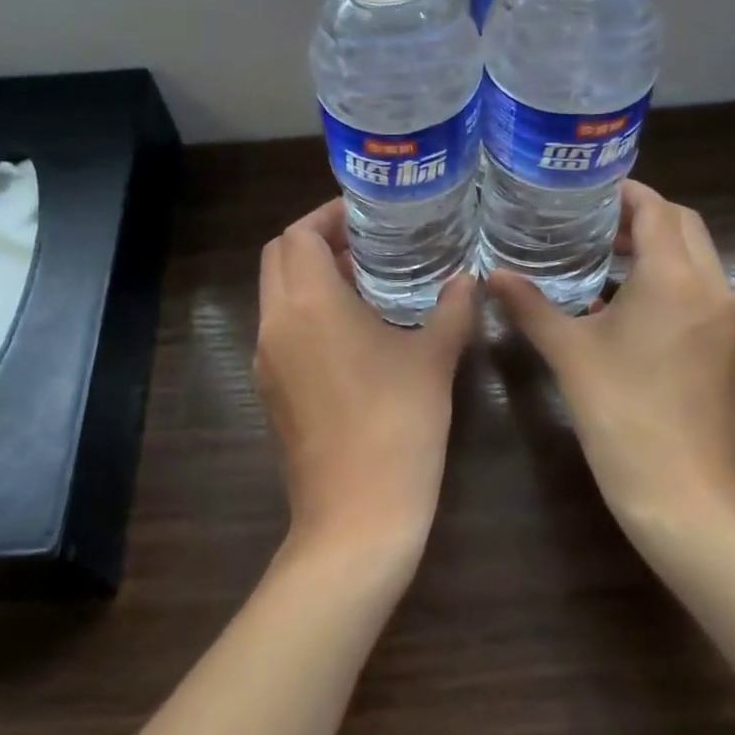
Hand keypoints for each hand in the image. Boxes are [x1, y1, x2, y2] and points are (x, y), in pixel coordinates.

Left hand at [255, 200, 476, 560]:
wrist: (355, 519)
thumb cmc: (397, 426)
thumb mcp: (434, 360)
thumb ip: (452, 309)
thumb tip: (469, 278)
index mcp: (309, 304)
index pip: (299, 234)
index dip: (328, 215)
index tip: (365, 215)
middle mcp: (276, 323)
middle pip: (278, 256)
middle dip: (315, 239)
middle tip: (364, 241)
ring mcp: (266, 359)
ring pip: (275, 292)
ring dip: (309, 275)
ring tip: (364, 280)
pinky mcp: (268, 390)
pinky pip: (280, 328)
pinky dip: (305, 310)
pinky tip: (351, 330)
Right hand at [488, 180, 734, 530]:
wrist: (685, 497)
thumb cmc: (622, 414)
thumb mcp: (569, 353)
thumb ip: (530, 305)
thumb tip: (491, 275)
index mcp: (675, 279)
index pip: (658, 209)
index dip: (625, 192)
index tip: (586, 191)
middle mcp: (712, 289)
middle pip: (685, 226)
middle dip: (643, 214)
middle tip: (593, 221)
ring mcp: (727, 320)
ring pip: (698, 257)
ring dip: (658, 246)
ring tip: (605, 256)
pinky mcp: (729, 347)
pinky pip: (701, 289)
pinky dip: (670, 277)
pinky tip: (626, 304)